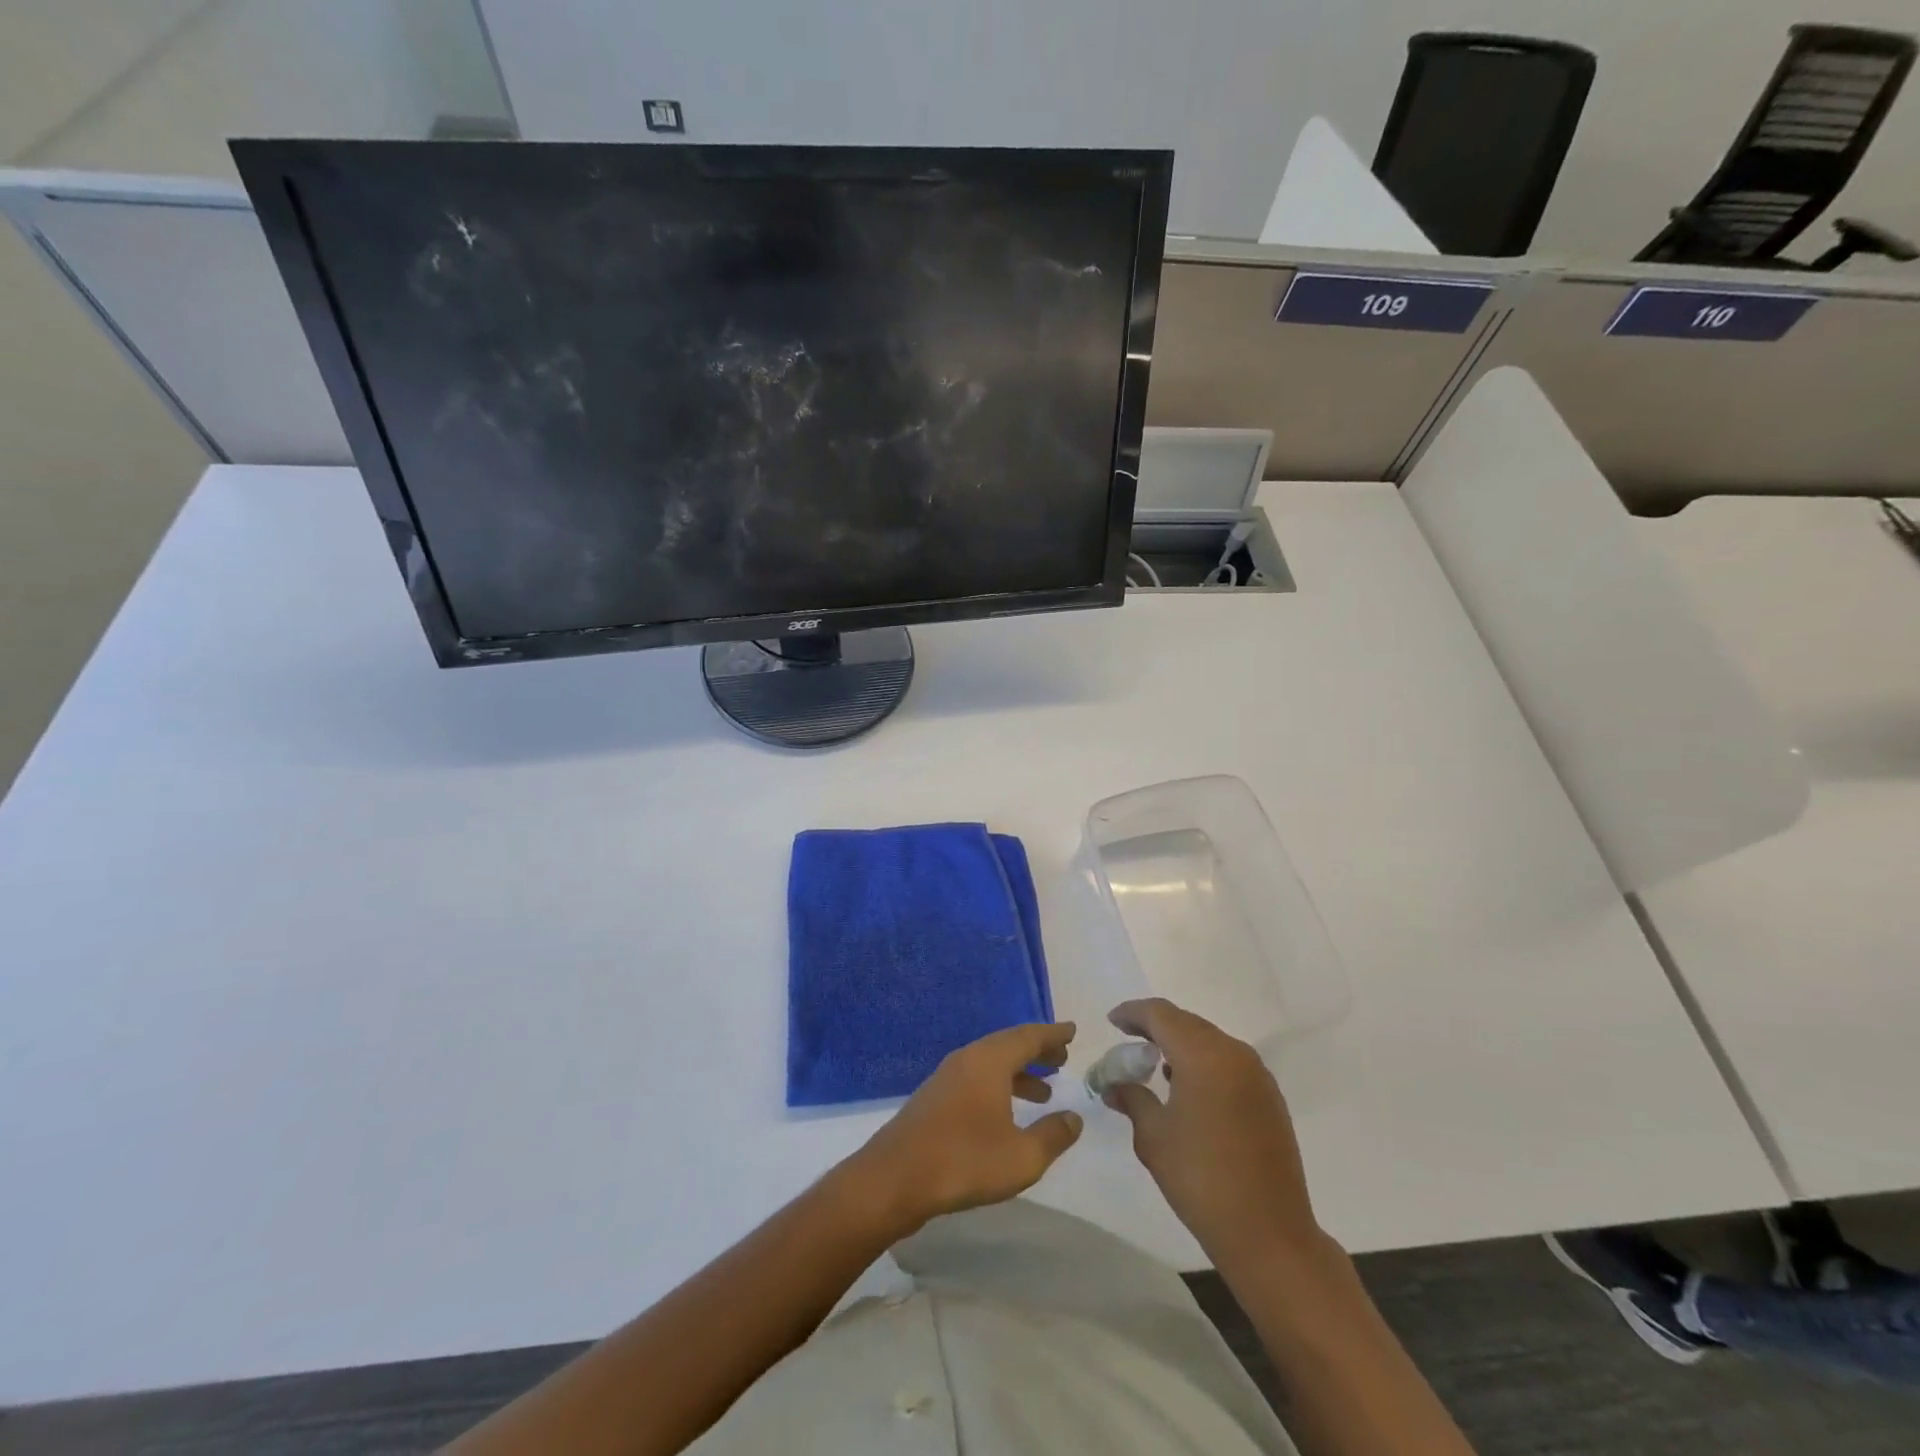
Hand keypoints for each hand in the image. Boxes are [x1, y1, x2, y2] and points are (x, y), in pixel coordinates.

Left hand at [846, 1022, 1082, 1235]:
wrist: (895, 1178)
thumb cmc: (964, 1161)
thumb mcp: (1021, 1157)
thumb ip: (1052, 1136)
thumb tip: (1074, 1117)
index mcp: (989, 1060)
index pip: (1028, 1036)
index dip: (1053, 1034)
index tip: (1073, 1030)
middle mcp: (968, 1058)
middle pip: (1008, 1044)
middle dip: (1037, 1051)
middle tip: (1062, 1059)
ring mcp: (947, 1076)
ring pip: (991, 1062)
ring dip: (1018, 1071)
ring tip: (1044, 1091)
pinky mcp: (935, 1097)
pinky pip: (976, 1077)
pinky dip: (999, 1084)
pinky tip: (1005, 1111)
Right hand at [1103, 998, 1326, 1273]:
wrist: (1269, 1233)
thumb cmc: (1201, 1179)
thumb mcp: (1153, 1137)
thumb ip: (1132, 1099)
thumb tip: (1114, 1085)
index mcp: (1204, 1056)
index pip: (1161, 1015)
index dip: (1133, 1013)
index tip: (1112, 1021)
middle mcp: (1234, 1054)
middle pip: (1188, 1023)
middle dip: (1156, 1026)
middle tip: (1129, 1039)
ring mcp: (1257, 1075)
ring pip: (1210, 1041)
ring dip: (1181, 1044)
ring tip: (1154, 1061)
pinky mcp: (1270, 1098)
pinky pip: (1229, 1062)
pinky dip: (1203, 1062)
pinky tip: (1188, 1086)